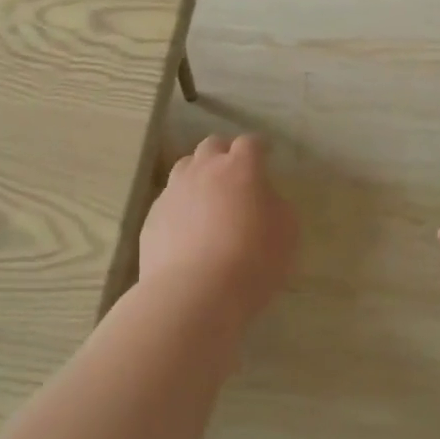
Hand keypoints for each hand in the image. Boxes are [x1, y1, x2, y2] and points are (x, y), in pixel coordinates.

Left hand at [140, 135, 297, 323]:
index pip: (250, 143)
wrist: (193, 295)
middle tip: (235, 173)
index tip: (266, 154)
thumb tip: (263, 199)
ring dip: (199, 174)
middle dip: (225, 153)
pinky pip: (169, 200)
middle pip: (212, 146)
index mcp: (240, 168)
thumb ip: (276, 205)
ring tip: (208, 196)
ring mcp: (173, 192)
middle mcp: (203, 171)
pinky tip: (187, 228)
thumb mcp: (287, 232)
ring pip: (185, 168)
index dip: (259, 147)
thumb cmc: (252, 261)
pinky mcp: (152, 218)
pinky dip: (181, 205)